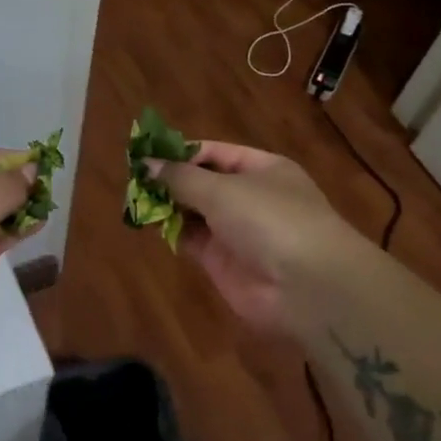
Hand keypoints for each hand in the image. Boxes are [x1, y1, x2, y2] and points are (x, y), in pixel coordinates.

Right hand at [147, 141, 361, 333]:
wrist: (307, 288)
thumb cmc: (269, 219)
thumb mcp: (221, 189)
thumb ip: (180, 177)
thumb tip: (146, 164)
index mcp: (262, 169)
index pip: (215, 153)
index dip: (181, 152)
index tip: (147, 153)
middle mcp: (250, 197)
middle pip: (202, 183)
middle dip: (171, 180)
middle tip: (133, 178)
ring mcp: (237, 231)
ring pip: (194, 212)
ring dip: (168, 205)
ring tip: (134, 198)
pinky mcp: (224, 262)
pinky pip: (192, 239)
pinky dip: (172, 231)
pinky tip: (149, 222)